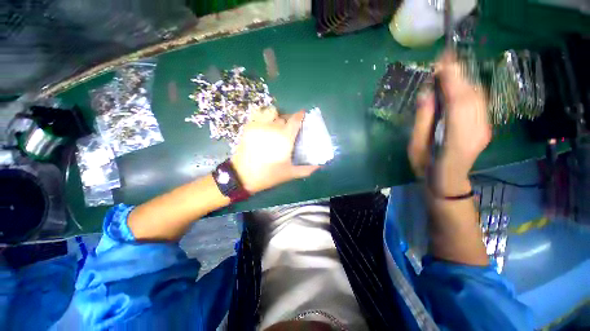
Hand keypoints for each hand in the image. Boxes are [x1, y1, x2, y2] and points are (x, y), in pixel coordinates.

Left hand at [231, 109, 319, 193]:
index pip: (295, 120)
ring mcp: (259, 125)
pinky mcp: (249, 126)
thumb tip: (319, 166)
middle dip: (289, 119)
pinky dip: (264, 117)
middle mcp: (273, 128)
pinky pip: (259, 115)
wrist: (242, 176)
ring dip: (276, 116)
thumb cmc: (268, 175)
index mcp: (284, 138)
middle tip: (289, 128)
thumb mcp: (289, 174)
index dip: (300, 115)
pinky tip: (264, 127)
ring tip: (275, 125)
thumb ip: (306, 169)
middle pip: (284, 116)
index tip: (303, 115)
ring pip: (271, 112)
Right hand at [408, 52, 491, 193]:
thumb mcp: (415, 146)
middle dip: (458, 74)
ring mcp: (484, 128)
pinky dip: (468, 89)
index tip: (441, 61)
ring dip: (463, 80)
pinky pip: (479, 102)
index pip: (458, 102)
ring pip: (478, 96)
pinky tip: (456, 86)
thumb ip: (422, 121)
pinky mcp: (485, 126)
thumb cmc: (425, 167)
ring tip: (447, 70)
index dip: (452, 79)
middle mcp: (476, 131)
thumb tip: (426, 94)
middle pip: (471, 95)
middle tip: (441, 61)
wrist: (447, 181)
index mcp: (456, 139)